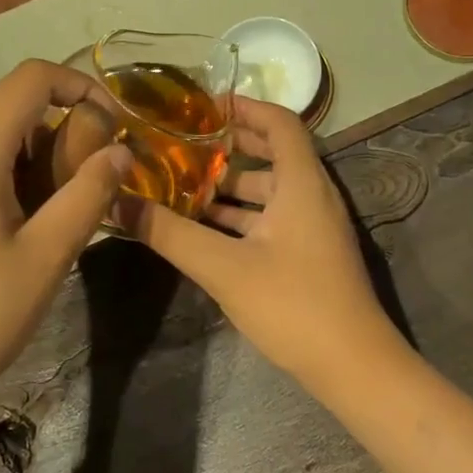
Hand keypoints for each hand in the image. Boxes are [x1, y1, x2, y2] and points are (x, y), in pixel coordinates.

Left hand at [0, 60, 131, 421]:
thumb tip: (119, 152)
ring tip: (51, 219)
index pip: (31, 79)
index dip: (80, 86)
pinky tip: (8, 235)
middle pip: (8, 111)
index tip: (113, 126)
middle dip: (59, 135)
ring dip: (30, 162)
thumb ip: (89, 195)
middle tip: (86, 190)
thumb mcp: (46, 257)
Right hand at [121, 98, 405, 385]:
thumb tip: (118, 203)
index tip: (204, 107)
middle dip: (229, 149)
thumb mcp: (224, 267)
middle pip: (273, 155)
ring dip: (230, 188)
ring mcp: (314, 228)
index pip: (280, 122)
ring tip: (182, 187)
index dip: (245, 107)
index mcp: (303, 183)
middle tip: (182, 146)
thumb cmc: (293, 304)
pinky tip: (205, 231)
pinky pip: (273, 220)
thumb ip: (171, 234)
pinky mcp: (310, 255)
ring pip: (270, 192)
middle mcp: (313, 196)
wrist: (353, 365)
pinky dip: (241, 218)